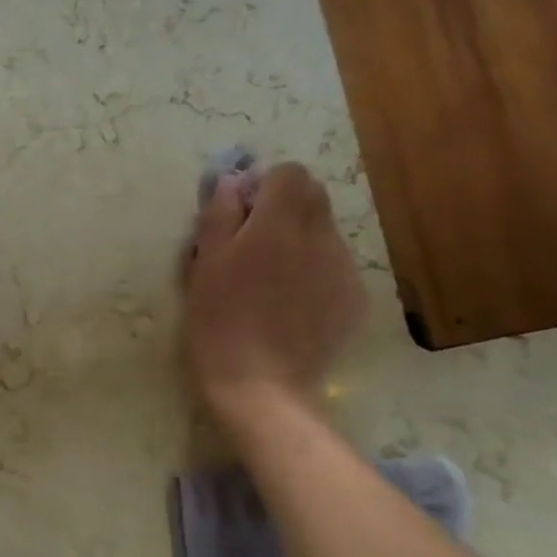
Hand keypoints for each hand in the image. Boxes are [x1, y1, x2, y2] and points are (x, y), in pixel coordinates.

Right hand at [183, 162, 366, 420]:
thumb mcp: (203, 264)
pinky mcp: (353, 297)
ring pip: (324, 231)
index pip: (288, 174)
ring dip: (299, 238)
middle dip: (284, 206)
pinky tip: (289, 303)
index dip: (263, 185)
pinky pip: (334, 265)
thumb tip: (231, 181)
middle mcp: (319, 237)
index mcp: (277, 224)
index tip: (240, 211)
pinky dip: (313, 270)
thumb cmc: (217, 320)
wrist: (259, 383)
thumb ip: (218, 215)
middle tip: (251, 240)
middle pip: (313, 196)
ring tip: (269, 277)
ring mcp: (343, 268)